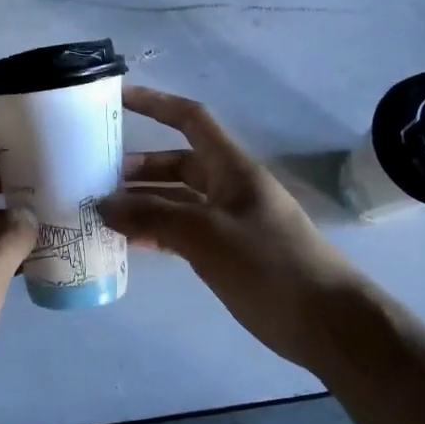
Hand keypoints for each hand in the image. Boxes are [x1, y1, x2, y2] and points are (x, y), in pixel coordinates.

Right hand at [99, 86, 363, 370]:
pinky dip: (156, 232)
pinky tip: (129, 243)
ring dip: (143, 203)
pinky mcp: (227, 253)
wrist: (329, 324)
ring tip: (102, 213)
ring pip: (176, 200)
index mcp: (232, 167)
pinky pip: (182, 232)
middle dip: (138, 167)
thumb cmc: (271, 266)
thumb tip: (102, 205)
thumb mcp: (207, 235)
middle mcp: (228, 187)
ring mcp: (228, 222)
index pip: (190, 119)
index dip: (155, 103)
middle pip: (177, 163)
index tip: (117, 98)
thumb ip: (153, 216)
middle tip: (95, 178)